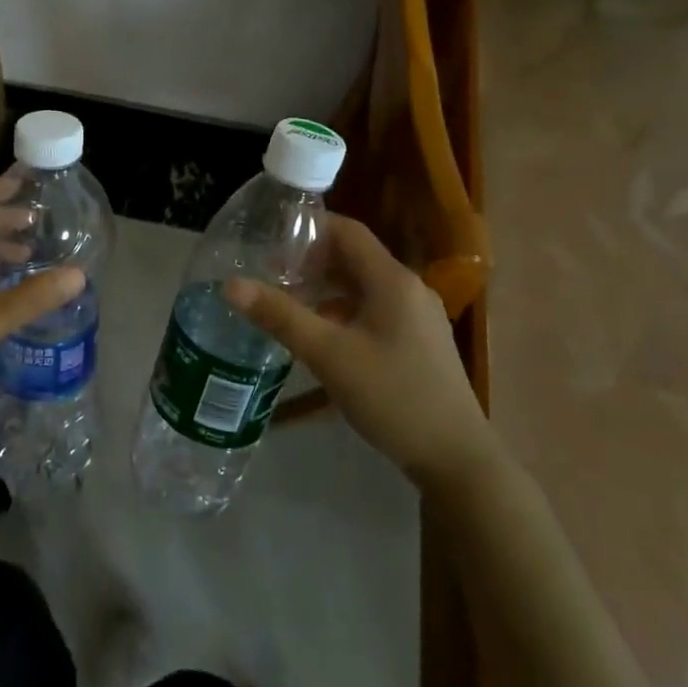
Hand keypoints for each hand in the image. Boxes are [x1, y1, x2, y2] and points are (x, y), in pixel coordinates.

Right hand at [224, 215, 497, 491]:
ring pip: (363, 287)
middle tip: (270, 273)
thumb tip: (230, 284)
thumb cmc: (392, 396)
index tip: (271, 239)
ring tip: (287, 303)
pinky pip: (375, 311)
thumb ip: (280, 316)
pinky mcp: (419, 343)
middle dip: (311, 261)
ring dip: (325, 289)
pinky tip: (321, 336)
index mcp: (392, 280)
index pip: (347, 230)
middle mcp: (409, 289)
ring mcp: (418, 317)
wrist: (457, 459)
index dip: (309, 228)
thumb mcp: (329, 354)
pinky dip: (344, 312)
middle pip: (354, 258)